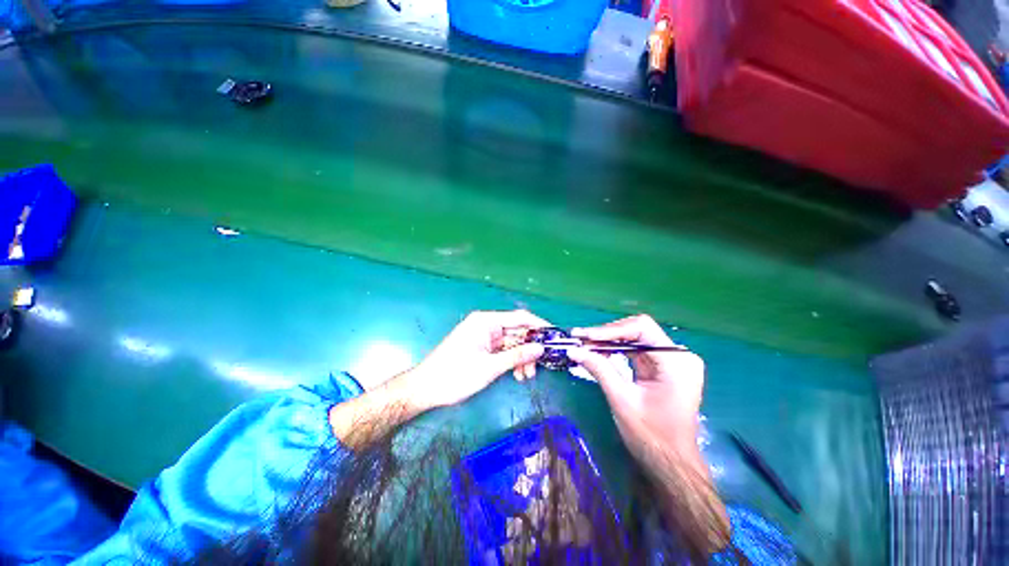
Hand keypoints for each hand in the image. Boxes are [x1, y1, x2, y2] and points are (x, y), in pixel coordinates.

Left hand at [404, 310, 547, 408]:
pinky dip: (511, 361)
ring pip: (512, 343)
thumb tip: (541, 348)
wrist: (426, 388)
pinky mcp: (482, 347)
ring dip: (521, 357)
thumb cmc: (455, 375)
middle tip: (538, 366)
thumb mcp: (489, 367)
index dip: (539, 325)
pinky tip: (516, 374)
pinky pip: (503, 350)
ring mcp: (484, 336)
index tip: (554, 337)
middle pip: (517, 331)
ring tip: (525, 376)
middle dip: (529, 348)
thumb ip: (517, 356)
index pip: (520, 318)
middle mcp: (487, 325)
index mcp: (486, 321)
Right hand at [567, 315, 728, 554]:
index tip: (585, 336)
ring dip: (609, 341)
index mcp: (677, 361)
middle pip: (638, 331)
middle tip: (581, 340)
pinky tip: (599, 353)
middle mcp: (678, 356)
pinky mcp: (664, 368)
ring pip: (635, 338)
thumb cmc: (651, 436)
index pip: (641, 328)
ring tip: (585, 345)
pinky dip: (617, 351)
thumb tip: (573, 350)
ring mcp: (673, 362)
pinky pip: (637, 351)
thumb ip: (599, 368)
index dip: (610, 329)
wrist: (671, 465)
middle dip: (607, 335)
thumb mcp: (622, 399)